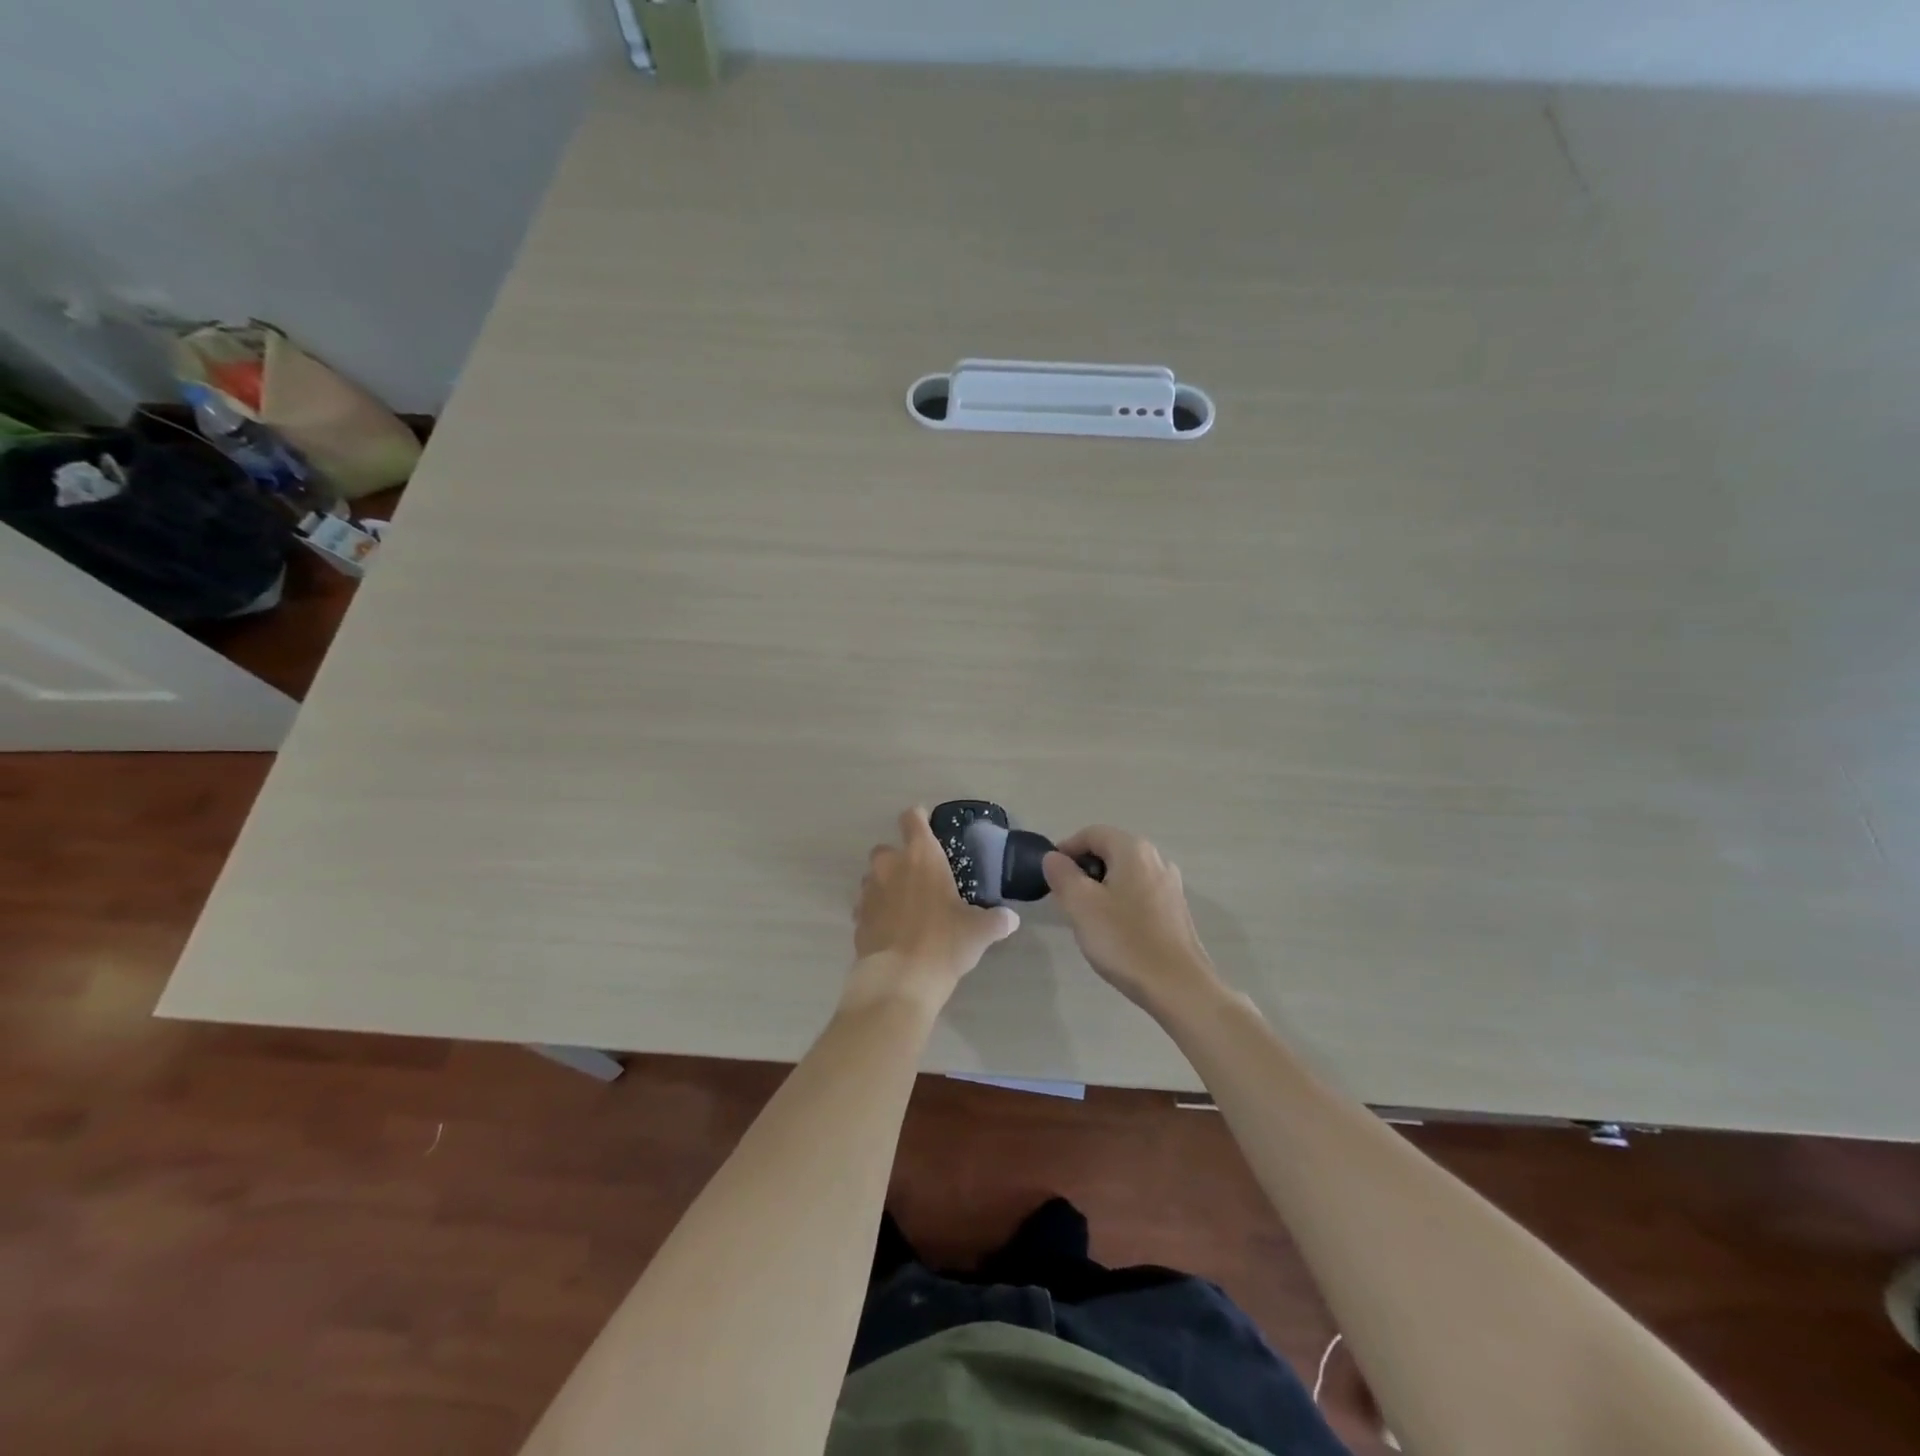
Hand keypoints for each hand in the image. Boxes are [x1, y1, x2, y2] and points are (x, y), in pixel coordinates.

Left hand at [849, 806, 1020, 1008]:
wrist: (901, 979)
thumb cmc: (944, 942)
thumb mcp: (979, 931)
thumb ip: (996, 920)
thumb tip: (1010, 919)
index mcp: (921, 856)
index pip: (912, 819)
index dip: (918, 819)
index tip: (926, 826)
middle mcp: (890, 866)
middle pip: (886, 849)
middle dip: (899, 859)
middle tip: (919, 878)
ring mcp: (869, 892)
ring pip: (873, 878)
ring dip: (886, 886)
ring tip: (905, 907)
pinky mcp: (857, 919)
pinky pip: (866, 907)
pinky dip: (877, 913)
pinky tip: (892, 930)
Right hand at [1043, 826, 1221, 1015]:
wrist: (1178, 987)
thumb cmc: (1124, 941)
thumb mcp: (1081, 905)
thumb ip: (1062, 874)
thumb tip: (1054, 857)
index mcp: (1133, 850)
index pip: (1091, 833)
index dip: (1066, 849)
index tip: (1051, 876)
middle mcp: (1156, 859)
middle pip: (1109, 851)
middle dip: (1083, 870)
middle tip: (1066, 899)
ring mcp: (1170, 884)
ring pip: (1124, 874)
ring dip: (1101, 887)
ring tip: (1087, 917)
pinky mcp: (1175, 909)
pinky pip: (1139, 893)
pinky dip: (1120, 901)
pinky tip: (1114, 930)